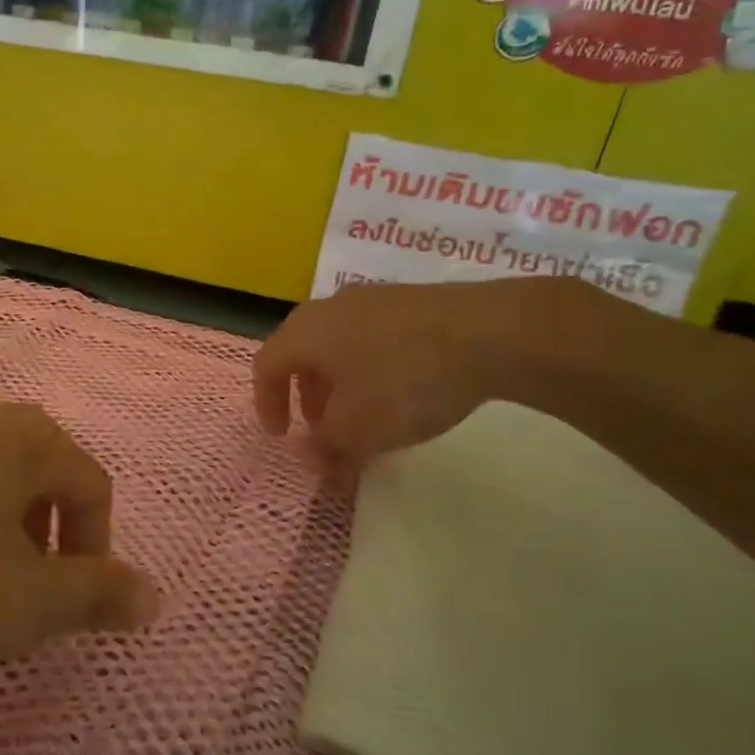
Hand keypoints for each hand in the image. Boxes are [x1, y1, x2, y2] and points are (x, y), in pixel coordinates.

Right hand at [253, 279, 572, 462]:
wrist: (489, 332)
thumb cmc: (403, 381)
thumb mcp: (357, 429)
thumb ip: (325, 446)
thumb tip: (310, 455)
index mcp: (304, 332)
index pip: (265, 366)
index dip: (267, 404)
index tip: (282, 436)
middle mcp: (329, 307)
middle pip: (301, 352)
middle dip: (306, 395)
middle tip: (322, 428)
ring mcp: (372, 299)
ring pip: (338, 344)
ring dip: (339, 383)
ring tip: (364, 415)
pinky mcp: (410, 301)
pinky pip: (372, 337)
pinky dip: (370, 368)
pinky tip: (400, 391)